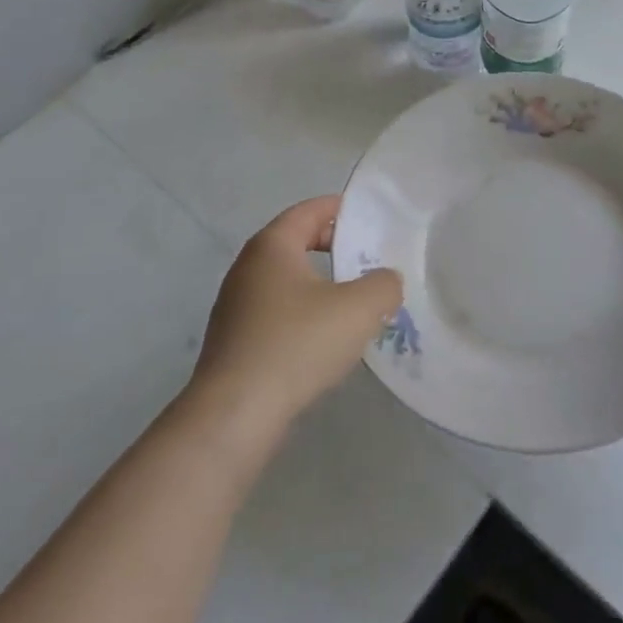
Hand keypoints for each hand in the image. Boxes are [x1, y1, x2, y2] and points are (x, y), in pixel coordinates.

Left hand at [185, 195, 403, 452]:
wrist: (235, 413)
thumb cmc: (297, 344)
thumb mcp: (358, 309)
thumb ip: (383, 285)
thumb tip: (386, 280)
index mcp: (272, 246)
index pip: (308, 211)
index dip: (340, 209)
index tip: (369, 216)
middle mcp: (247, 267)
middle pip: (295, 242)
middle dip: (333, 246)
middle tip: (368, 257)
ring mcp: (236, 305)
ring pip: (287, 280)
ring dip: (320, 284)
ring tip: (354, 301)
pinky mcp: (235, 340)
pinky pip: (277, 312)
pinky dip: (303, 313)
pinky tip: (325, 338)